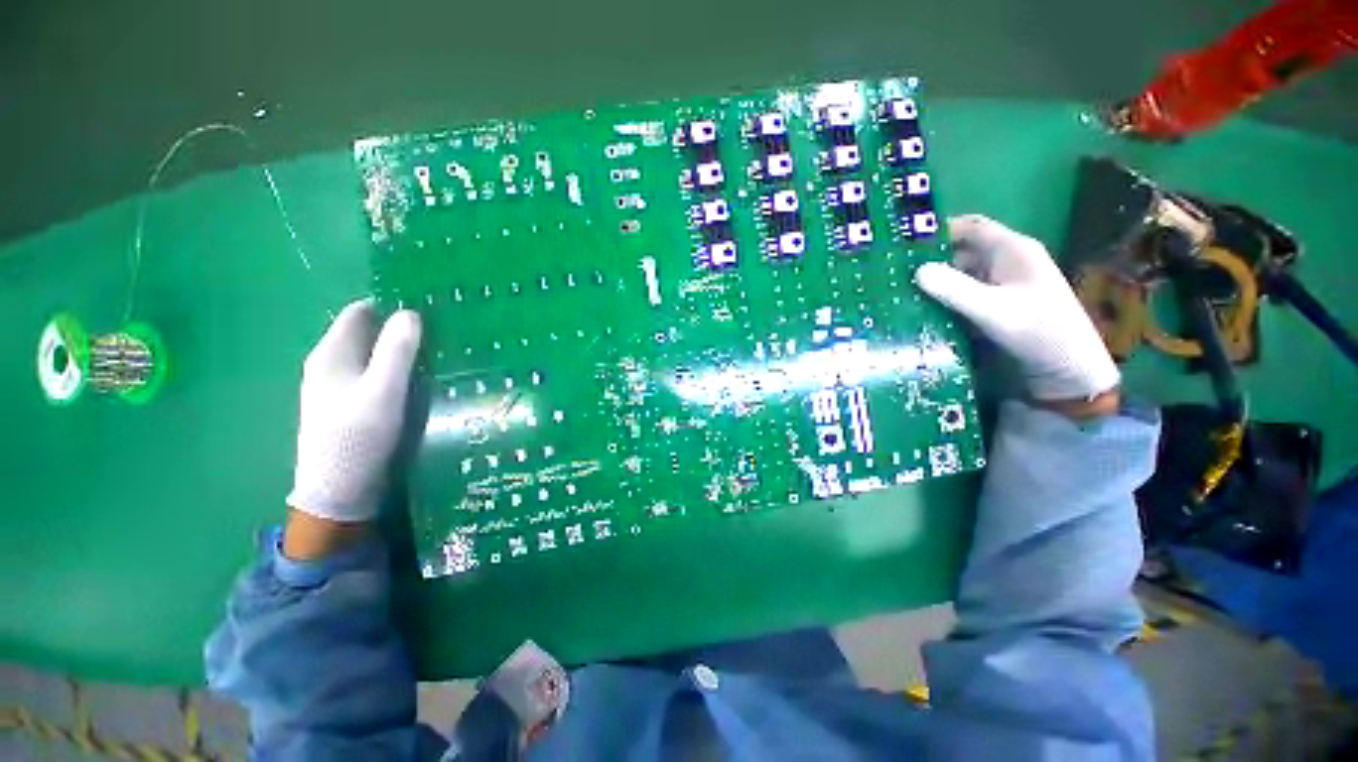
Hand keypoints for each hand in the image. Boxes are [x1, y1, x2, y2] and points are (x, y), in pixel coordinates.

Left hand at [287, 300, 422, 523]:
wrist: (339, 490)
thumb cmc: (359, 436)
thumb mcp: (383, 390)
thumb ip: (396, 350)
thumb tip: (411, 312)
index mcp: (331, 354)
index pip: (360, 312)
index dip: (391, 306)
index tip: (428, 310)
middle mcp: (329, 365)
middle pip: (366, 333)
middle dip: (399, 328)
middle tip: (440, 334)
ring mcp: (337, 387)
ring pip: (371, 356)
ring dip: (399, 351)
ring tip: (436, 354)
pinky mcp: (349, 406)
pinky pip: (374, 375)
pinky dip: (395, 371)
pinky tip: (417, 380)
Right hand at [915, 215, 1119, 407]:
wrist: (1067, 370)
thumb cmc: (1038, 332)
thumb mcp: (993, 310)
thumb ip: (955, 290)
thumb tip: (917, 271)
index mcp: (1012, 251)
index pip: (971, 227)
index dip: (939, 230)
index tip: (904, 244)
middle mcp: (1005, 263)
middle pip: (961, 252)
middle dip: (929, 260)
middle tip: (893, 274)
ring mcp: (1000, 286)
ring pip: (959, 276)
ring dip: (934, 283)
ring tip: (898, 293)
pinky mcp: (995, 307)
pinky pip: (962, 295)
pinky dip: (942, 300)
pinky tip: (920, 311)